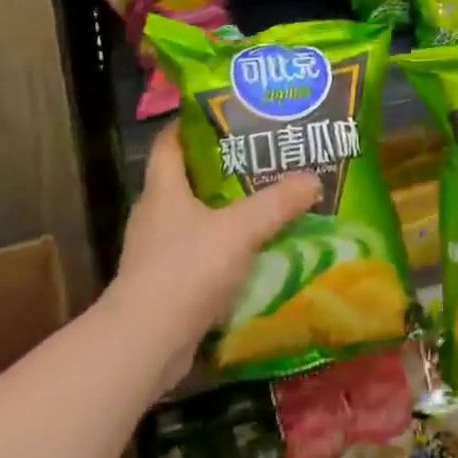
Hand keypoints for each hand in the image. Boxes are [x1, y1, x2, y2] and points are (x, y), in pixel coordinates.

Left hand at [112, 123, 319, 388]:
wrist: (145, 343)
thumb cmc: (186, 269)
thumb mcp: (240, 230)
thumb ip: (276, 204)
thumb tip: (312, 180)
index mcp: (163, 189)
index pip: (169, 142)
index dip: (191, 124)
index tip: (223, 114)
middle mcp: (154, 215)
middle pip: (185, 179)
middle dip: (219, 168)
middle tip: (258, 158)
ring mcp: (155, 252)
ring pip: (192, 218)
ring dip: (222, 212)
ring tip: (261, 204)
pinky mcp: (163, 285)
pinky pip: (196, 255)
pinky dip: (220, 250)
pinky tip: (250, 254)